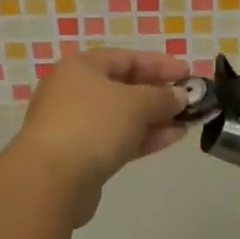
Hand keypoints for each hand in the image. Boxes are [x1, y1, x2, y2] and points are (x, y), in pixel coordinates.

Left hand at [8, 49, 189, 222]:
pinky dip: (143, 137)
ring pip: (122, 116)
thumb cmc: (92, 125)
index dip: (160, 64)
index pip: (126, 58)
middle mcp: (74, 90)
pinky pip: (118, 139)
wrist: (50, 180)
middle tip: (189, 99)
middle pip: (124, 86)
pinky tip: (172, 138)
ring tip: (188, 121)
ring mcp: (75, 124)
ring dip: (155, 118)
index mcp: (81, 67)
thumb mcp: (135, 103)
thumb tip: (179, 96)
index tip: (188, 73)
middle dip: (159, 93)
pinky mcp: (80, 155)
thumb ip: (162, 97)